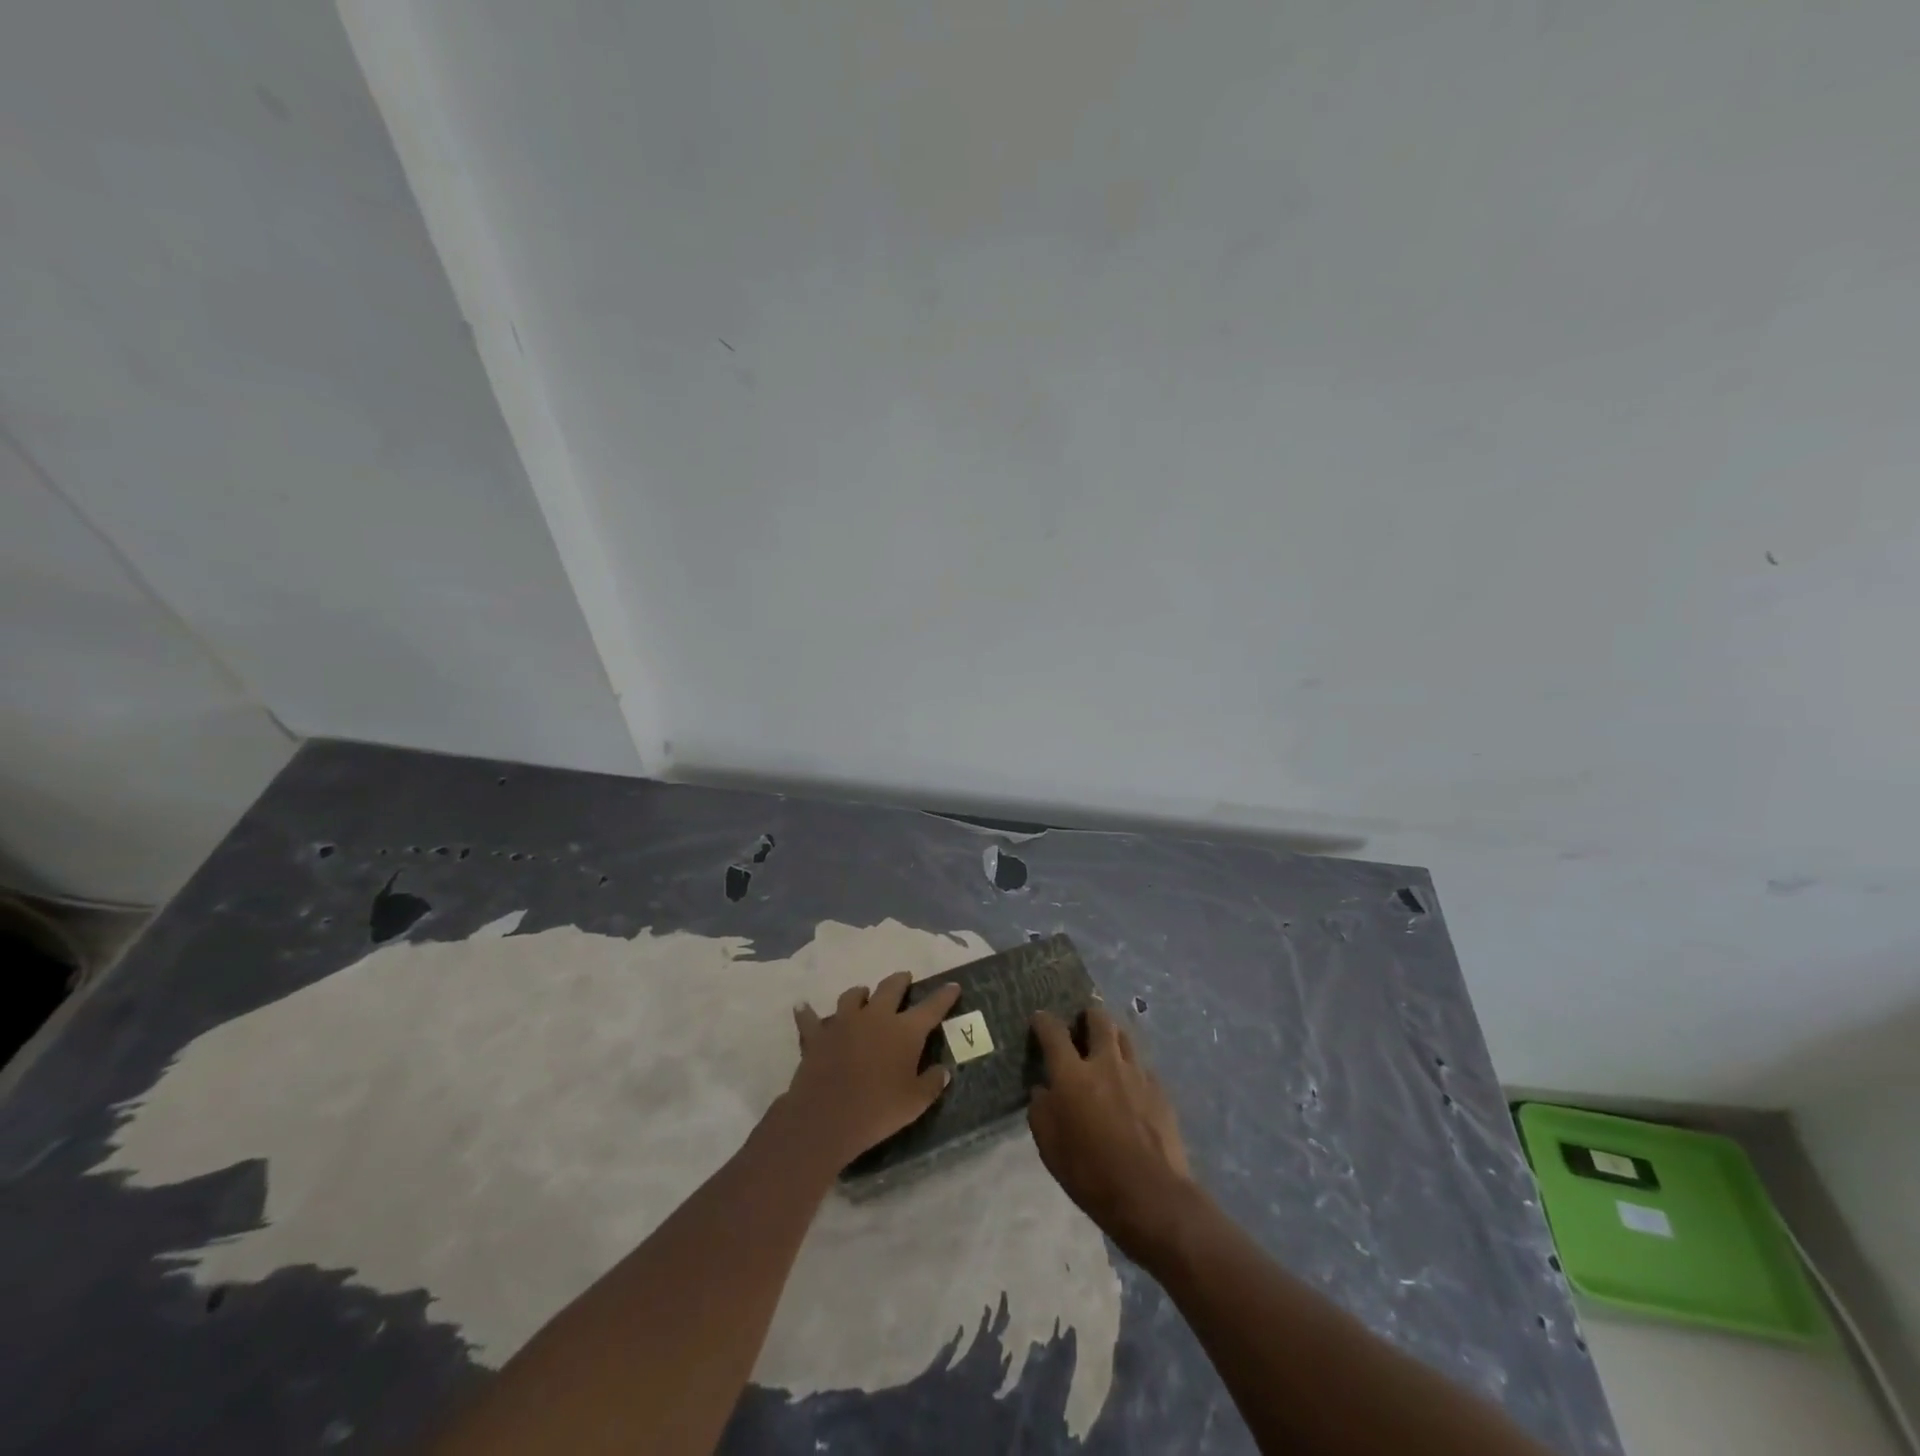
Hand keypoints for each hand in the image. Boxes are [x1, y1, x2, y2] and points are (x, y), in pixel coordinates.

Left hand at [784, 973, 961, 1170]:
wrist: (826, 1117)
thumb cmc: (878, 1110)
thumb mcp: (915, 1103)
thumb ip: (932, 1083)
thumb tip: (943, 1070)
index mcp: (905, 1030)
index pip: (932, 1007)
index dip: (944, 995)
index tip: (953, 986)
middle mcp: (876, 1017)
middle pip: (890, 987)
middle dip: (900, 981)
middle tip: (905, 979)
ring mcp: (844, 1022)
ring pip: (853, 996)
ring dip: (860, 993)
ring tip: (862, 995)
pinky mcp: (817, 1034)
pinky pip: (810, 1018)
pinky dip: (808, 1013)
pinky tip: (803, 1007)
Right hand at [1028, 1004, 1198, 1262]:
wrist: (1152, 1196)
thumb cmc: (1091, 1173)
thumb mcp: (1049, 1146)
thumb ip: (1041, 1109)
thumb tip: (1044, 1089)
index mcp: (1072, 1074)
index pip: (1053, 1031)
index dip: (1043, 1021)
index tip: (1039, 1019)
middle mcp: (1105, 1063)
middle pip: (1098, 1019)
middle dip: (1087, 1015)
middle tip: (1080, 1026)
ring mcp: (1137, 1074)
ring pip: (1124, 1036)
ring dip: (1112, 1036)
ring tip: (1106, 1048)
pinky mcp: (1160, 1090)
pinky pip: (1142, 1066)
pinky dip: (1131, 1069)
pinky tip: (1130, 1087)